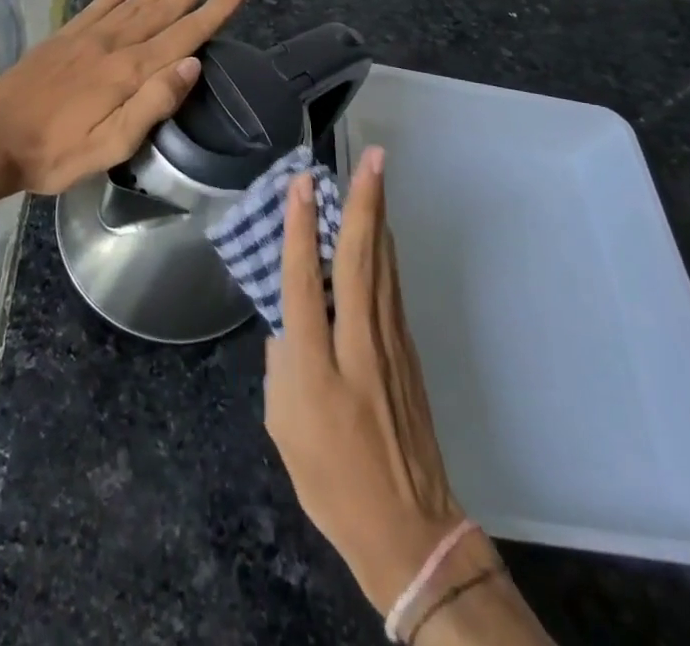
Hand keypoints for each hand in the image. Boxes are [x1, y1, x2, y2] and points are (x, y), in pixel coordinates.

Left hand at [0, 0, 247, 195]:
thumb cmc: (54, 152)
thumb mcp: (110, 145)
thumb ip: (153, 103)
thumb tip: (192, 63)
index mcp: (129, 71)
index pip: (184, 34)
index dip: (214, 10)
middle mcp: (112, 44)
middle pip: (161, 8)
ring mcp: (85, 37)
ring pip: (134, 1)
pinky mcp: (63, 38)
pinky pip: (98, 6)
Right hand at [266, 149, 485, 610]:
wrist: (408, 531)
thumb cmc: (331, 483)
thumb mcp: (282, 428)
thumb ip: (280, 365)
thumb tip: (289, 322)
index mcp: (316, 368)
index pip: (304, 282)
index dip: (301, 229)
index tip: (302, 183)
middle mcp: (357, 345)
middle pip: (360, 261)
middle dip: (364, 204)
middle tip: (372, 158)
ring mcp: (390, 346)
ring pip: (382, 267)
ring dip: (378, 217)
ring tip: (377, 176)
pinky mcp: (408, 352)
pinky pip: (391, 289)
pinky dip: (384, 251)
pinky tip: (380, 231)